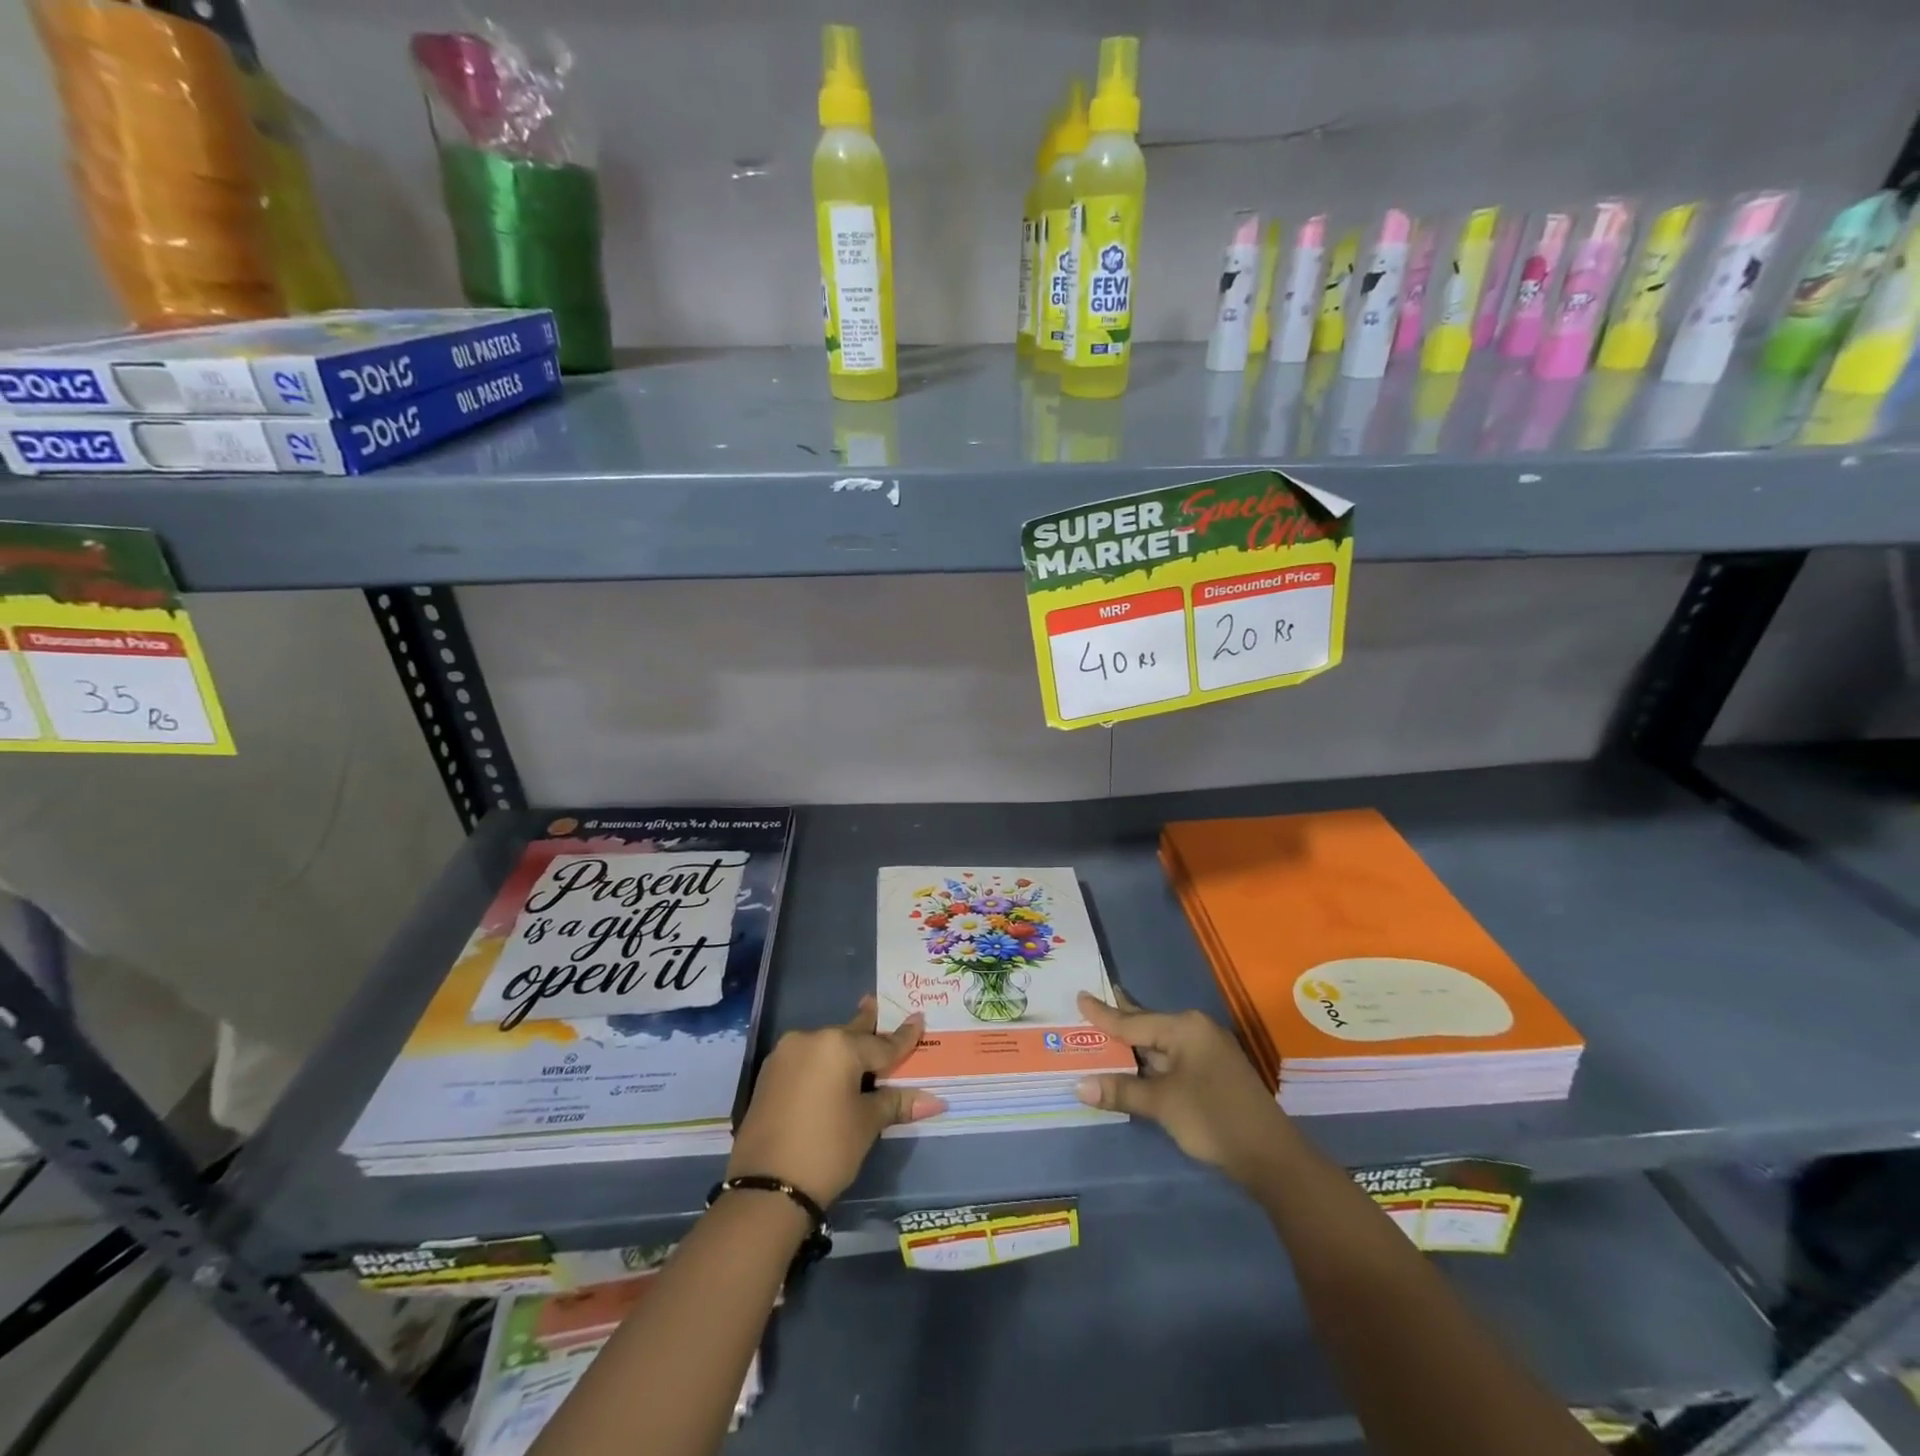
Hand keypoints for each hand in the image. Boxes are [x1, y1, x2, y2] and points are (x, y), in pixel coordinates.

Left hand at [727, 997, 945, 1205]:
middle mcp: (810, 1039)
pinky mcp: (768, 1076)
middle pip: (849, 1035)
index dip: (903, 1037)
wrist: (766, 1189)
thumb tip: (934, 1101)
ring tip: (857, 1044)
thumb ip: (895, 1102)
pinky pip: (805, 1061)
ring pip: (824, 1047)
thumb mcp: (867, 1124)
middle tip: (875, 1005)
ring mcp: (784, 1056)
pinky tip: (830, 1071)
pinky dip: (822, 1064)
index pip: (881, 1043)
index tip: (918, 1018)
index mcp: (839, 1046)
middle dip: (866, 1026)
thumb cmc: (827, 1149)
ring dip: (842, 1049)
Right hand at [1075, 989, 1296, 1187]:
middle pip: (1148, 1025)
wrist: (1271, 1156)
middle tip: (1091, 1003)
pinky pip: (1172, 1058)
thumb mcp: (1162, 1104)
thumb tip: (1080, 1085)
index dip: (1103, 1014)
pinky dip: (1150, 1061)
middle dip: (1119, 1021)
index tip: (1080, 996)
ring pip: (1160, 1044)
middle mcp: (1196, 1031)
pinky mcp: (1213, 1072)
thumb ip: (1122, 1090)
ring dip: (1134, 1045)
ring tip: (1105, 1031)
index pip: (1133, 1021)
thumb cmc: (1213, 1118)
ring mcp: (1208, 1051)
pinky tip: (1136, 1063)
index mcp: (1185, 1028)